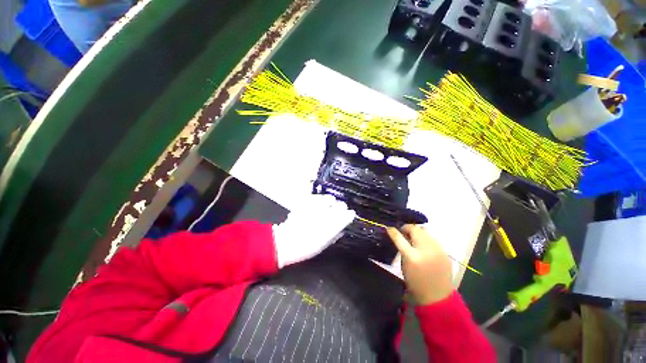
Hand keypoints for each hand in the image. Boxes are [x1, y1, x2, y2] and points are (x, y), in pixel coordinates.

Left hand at [273, 194, 355, 267]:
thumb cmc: (305, 247)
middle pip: (341, 204)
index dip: (348, 214)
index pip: (347, 215)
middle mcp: (326, 215)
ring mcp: (316, 207)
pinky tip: (317, 202)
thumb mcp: (324, 244)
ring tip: (327, 205)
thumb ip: (335, 235)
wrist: (285, 242)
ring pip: (329, 198)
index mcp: (332, 226)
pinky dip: (318, 199)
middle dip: (340, 207)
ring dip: (330, 201)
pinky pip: (316, 197)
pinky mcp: (306, 202)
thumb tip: (342, 229)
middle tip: (337, 210)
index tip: (348, 215)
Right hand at [386, 225, 452, 304]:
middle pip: (415, 230)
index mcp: (412, 257)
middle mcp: (426, 250)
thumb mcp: (404, 265)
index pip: (399, 237)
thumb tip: (399, 235)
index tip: (389, 228)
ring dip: (417, 232)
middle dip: (407, 228)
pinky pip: (433, 239)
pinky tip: (424, 245)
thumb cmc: (416, 282)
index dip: (393, 231)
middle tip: (403, 232)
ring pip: (425, 231)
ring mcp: (438, 250)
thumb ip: (402, 248)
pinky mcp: (445, 252)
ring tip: (414, 238)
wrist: (437, 297)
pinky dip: (426, 239)